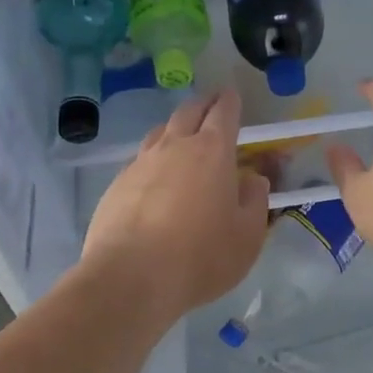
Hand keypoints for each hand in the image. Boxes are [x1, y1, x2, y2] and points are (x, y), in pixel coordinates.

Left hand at [81, 89, 271, 321]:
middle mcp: (174, 147)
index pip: (223, 113)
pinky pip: (140, 159)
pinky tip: (156, 175)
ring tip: (182, 134)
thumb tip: (254, 180)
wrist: (131, 278)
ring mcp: (141, 163)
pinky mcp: (117, 184)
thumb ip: (255, 201)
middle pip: (188, 112)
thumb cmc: (200, 256)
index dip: (230, 101)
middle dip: (203, 104)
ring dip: (175, 127)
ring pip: (160, 132)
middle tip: (212, 105)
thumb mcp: (247, 236)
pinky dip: (154, 158)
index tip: (232, 94)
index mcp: (212, 151)